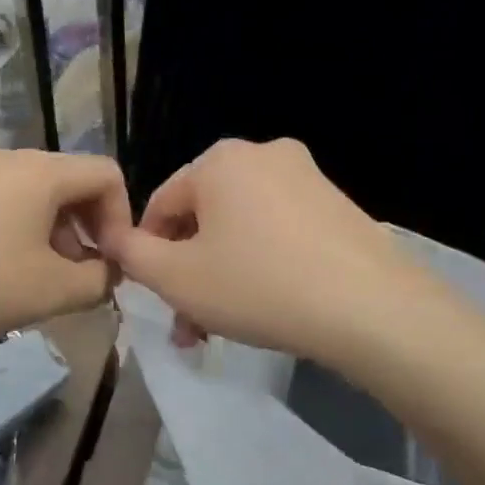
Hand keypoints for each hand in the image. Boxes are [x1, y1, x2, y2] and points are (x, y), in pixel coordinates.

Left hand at [0, 149, 131, 346]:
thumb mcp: (53, 290)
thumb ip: (98, 281)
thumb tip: (106, 273)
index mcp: (43, 171)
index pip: (107, 175)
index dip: (122, 218)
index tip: (111, 263)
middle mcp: (11, 159)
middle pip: (72, 182)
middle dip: (89, 228)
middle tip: (81, 275)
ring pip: (37, 195)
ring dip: (56, 234)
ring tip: (43, 280)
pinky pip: (4, 203)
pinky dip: (22, 232)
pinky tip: (4, 272)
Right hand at [98, 138, 419, 363]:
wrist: (370, 308)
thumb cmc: (257, 286)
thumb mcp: (176, 278)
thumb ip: (132, 255)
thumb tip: (114, 239)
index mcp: (219, 160)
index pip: (160, 205)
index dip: (146, 253)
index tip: (153, 297)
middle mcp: (264, 155)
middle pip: (203, 218)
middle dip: (187, 273)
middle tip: (186, 324)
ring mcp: (307, 178)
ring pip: (241, 230)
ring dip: (220, 277)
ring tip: (217, 329)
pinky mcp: (338, 207)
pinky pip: (279, 234)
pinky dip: (260, 267)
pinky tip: (263, 309)